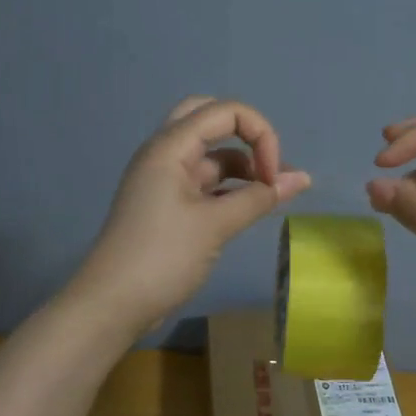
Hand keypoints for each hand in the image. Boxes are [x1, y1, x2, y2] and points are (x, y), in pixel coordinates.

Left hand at [70, 97, 310, 335]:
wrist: (112, 304)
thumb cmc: (162, 256)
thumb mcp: (215, 225)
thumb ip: (260, 197)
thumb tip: (303, 179)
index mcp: (170, 147)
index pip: (224, 111)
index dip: (260, 134)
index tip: (273, 176)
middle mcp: (164, 153)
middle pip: (210, 120)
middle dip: (247, 137)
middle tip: (269, 167)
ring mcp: (164, 179)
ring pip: (209, 154)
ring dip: (242, 165)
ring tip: (273, 192)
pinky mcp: (166, 204)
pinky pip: (203, 182)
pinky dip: (229, 188)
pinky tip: (250, 206)